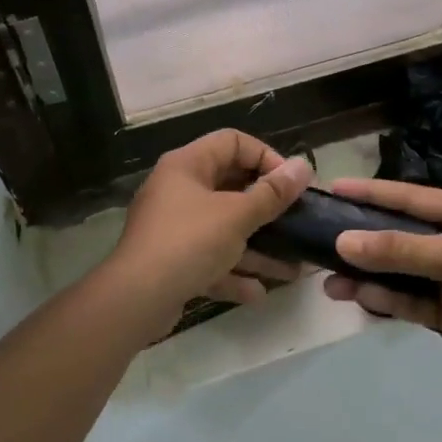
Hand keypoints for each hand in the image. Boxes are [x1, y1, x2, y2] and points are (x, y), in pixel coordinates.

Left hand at [108, 130, 312, 328]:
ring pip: (224, 230)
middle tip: (298, 223)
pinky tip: (258, 293)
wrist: (136, 299)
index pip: (233, 142)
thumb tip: (304, 166)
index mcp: (187, 166)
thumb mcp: (237, 216)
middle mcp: (178, 190)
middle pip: (231, 187)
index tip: (292, 184)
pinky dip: (233, 273)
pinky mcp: (172, 261)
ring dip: (258, 248)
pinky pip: (210, 260)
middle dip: (268, 210)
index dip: (267, 157)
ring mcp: (173, 227)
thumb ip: (273, 194)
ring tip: (292, 269)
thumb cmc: (189, 243)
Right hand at [321, 178, 441, 382]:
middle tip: (320, 240)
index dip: (371, 193)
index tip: (334, 188)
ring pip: (399, 273)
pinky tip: (358, 298)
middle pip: (399, 237)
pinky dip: (386, 300)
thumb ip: (399, 249)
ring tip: (329, 281)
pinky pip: (410, 302)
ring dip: (367, 277)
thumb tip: (344, 241)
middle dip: (362, 241)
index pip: (408, 198)